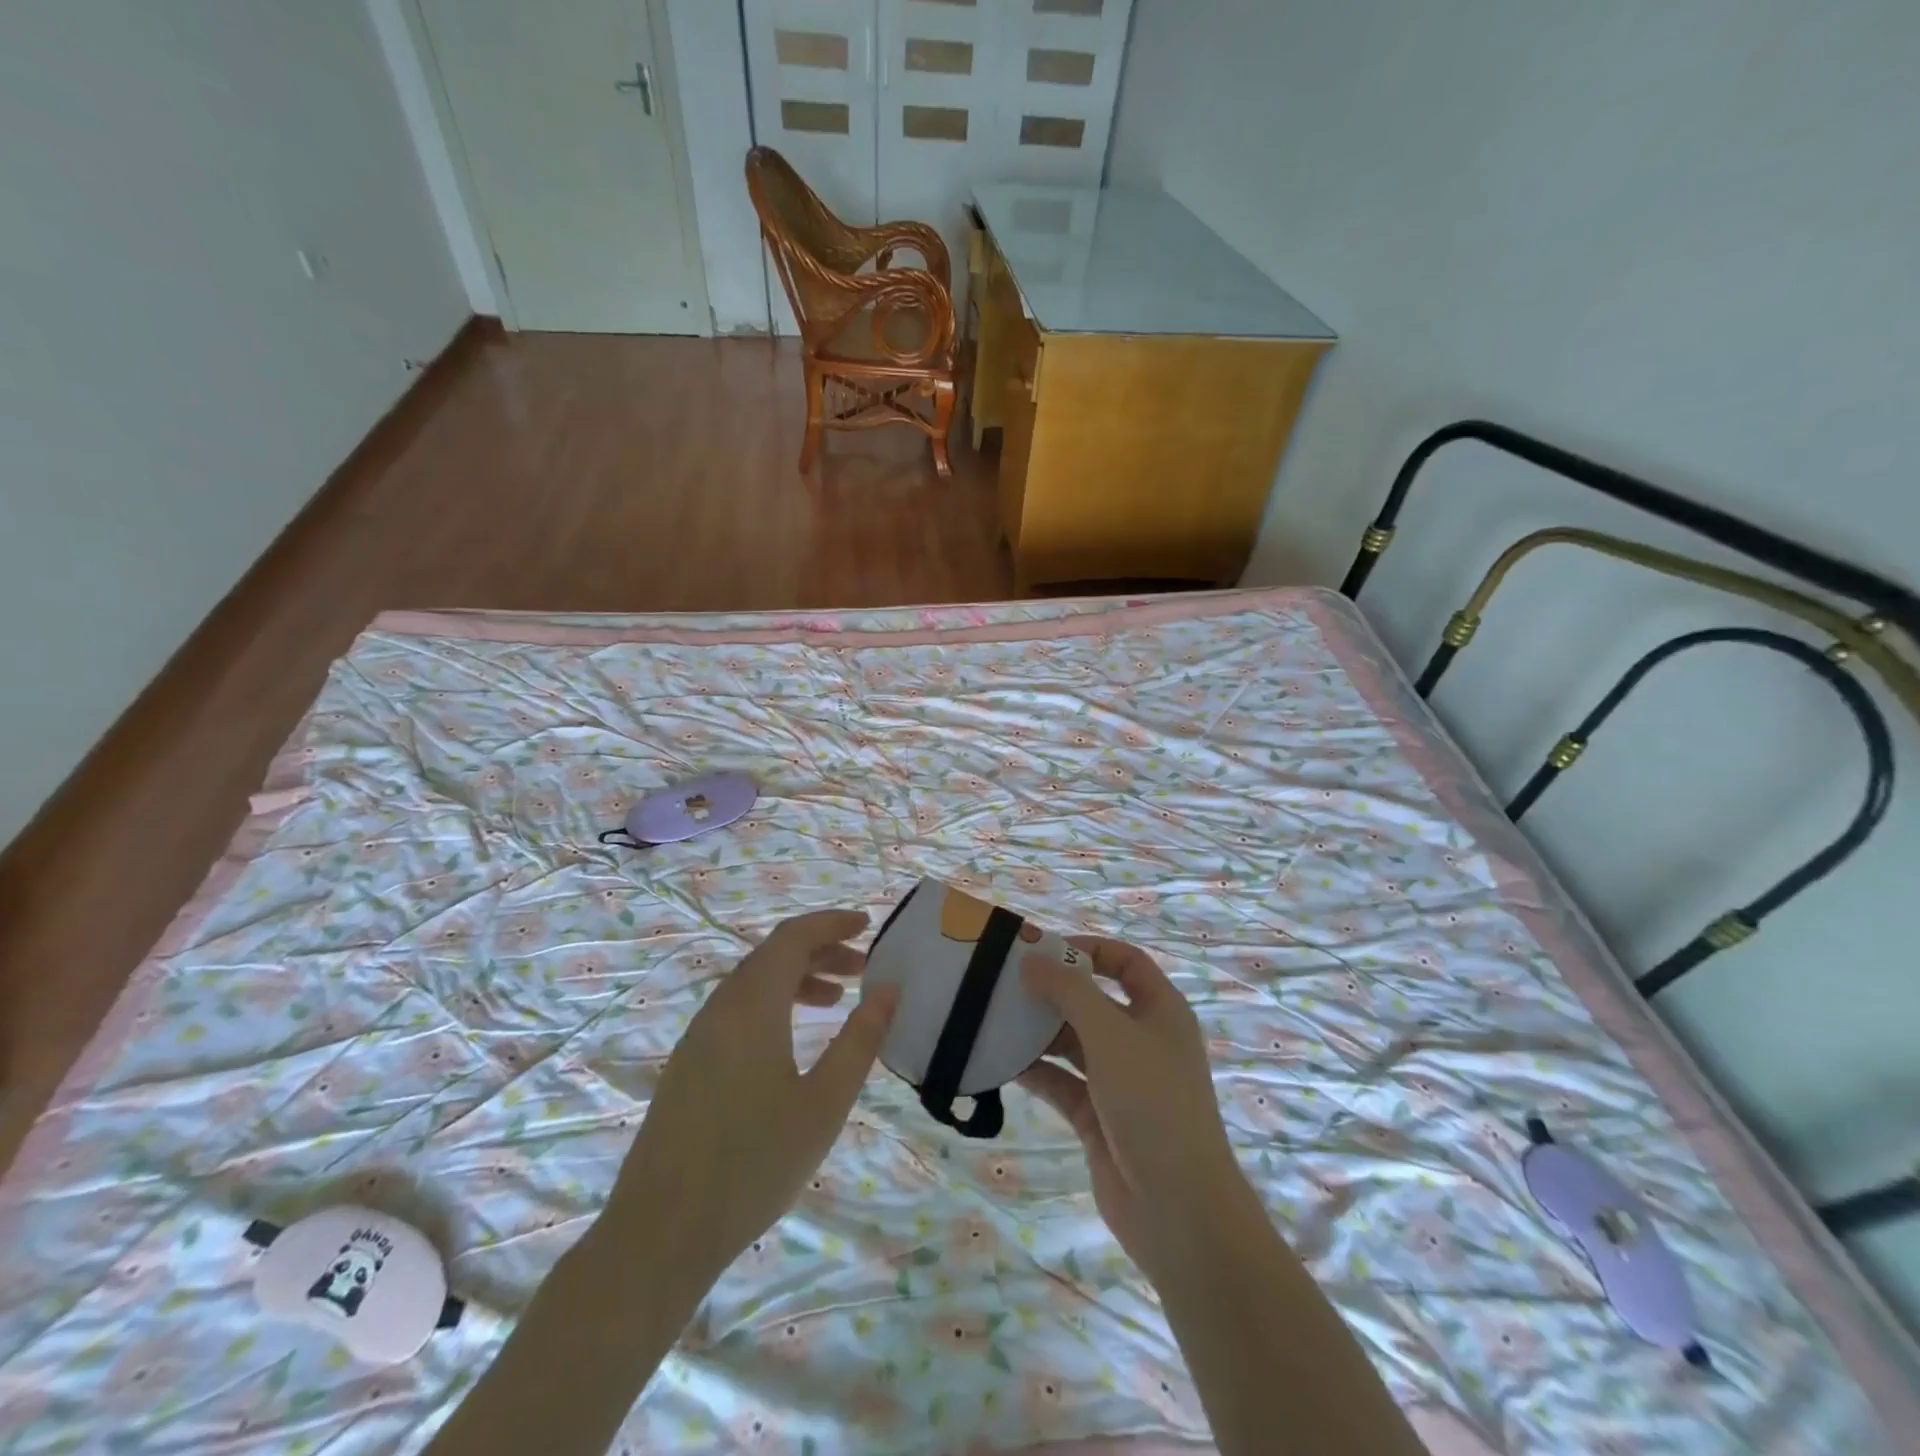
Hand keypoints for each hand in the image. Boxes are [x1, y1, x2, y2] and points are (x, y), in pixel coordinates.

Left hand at [608, 909, 897, 1285]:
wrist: (661, 1233)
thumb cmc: (754, 1164)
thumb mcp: (824, 1103)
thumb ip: (860, 1040)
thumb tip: (888, 989)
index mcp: (752, 1006)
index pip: (793, 938)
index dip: (832, 924)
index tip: (868, 925)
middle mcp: (721, 1008)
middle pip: (773, 956)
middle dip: (821, 951)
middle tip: (862, 968)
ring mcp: (699, 1036)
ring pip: (754, 984)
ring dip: (797, 978)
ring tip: (836, 1000)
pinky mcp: (689, 1064)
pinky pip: (737, 1010)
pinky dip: (773, 1004)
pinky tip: (792, 1041)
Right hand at [1017, 937, 1247, 1279]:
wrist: (1177, 1209)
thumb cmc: (1153, 1103)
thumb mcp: (1110, 1034)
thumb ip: (1069, 991)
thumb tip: (1032, 960)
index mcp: (1160, 1010)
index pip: (1124, 961)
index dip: (1087, 949)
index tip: (1042, 951)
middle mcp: (1141, 1039)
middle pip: (1092, 999)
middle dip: (1052, 990)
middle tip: (1004, 983)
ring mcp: (1119, 1080)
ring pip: (1073, 1041)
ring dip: (1038, 1030)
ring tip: (993, 1018)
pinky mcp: (1098, 1115)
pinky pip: (1061, 1081)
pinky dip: (1035, 1070)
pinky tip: (1000, 1062)